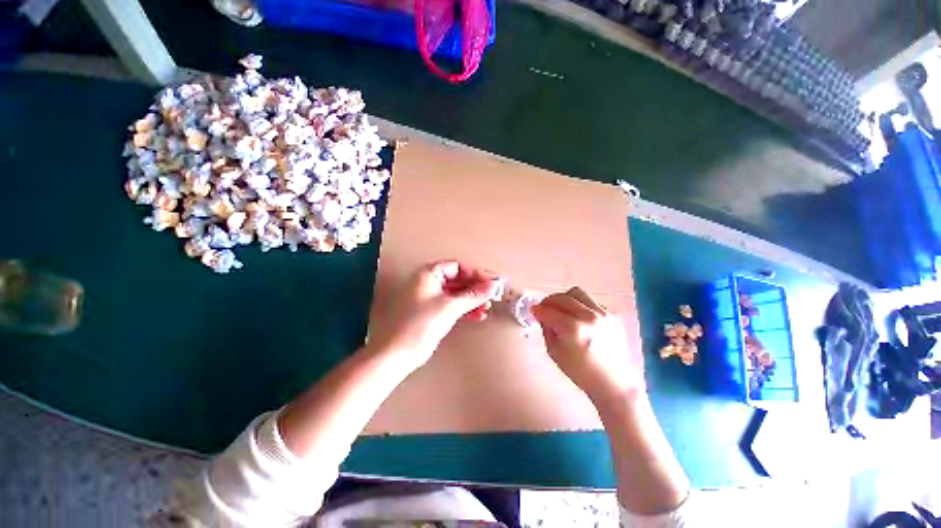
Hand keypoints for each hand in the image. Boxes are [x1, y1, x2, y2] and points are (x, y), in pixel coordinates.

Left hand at [370, 260, 498, 368]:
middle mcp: (428, 282)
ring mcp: (428, 297)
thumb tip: (493, 285)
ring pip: (455, 293)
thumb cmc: (421, 324)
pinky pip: (451, 304)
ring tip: (486, 308)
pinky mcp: (430, 312)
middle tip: (491, 296)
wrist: (396, 354)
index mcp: (428, 274)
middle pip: (457, 279)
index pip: (457, 266)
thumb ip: (473, 295)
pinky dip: (464, 309)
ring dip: (471, 299)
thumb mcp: (450, 307)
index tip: (491, 283)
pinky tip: (477, 316)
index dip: (475, 273)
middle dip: (475, 288)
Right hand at [532, 287, 643, 401]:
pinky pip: (591, 301)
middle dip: (549, 301)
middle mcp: (589, 317)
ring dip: (565, 298)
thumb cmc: (580, 372)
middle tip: (545, 308)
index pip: (549, 311)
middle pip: (562, 297)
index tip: (533, 310)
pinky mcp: (612, 315)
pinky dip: (580, 305)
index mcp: (573, 329)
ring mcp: (603, 314)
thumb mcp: (554, 352)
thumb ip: (546, 329)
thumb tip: (542, 314)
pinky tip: (578, 317)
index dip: (538, 310)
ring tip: (561, 308)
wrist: (612, 382)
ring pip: (577, 293)